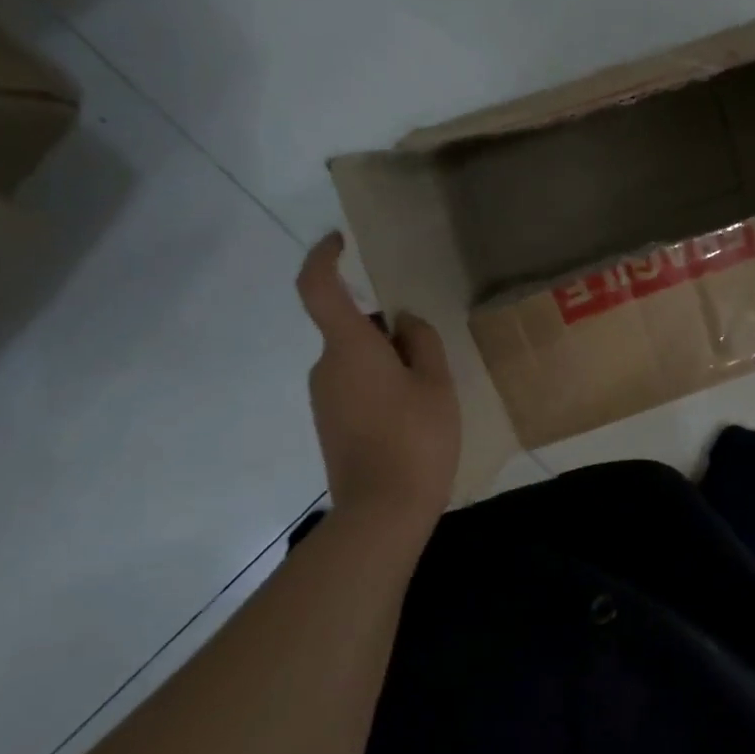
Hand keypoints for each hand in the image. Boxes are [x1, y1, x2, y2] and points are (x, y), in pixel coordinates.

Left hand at [296, 233, 460, 520]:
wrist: (381, 511)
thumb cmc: (416, 439)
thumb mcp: (436, 384)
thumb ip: (422, 342)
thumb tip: (404, 322)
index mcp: (349, 349)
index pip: (318, 289)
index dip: (324, 258)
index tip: (342, 242)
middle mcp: (325, 367)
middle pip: (351, 328)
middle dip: (387, 329)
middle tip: (431, 355)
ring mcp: (323, 398)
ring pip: (356, 360)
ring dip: (388, 362)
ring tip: (429, 394)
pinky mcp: (330, 424)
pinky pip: (354, 387)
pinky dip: (381, 386)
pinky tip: (412, 417)